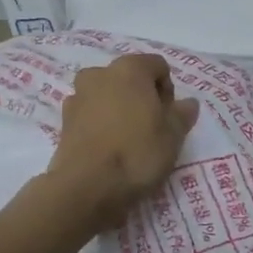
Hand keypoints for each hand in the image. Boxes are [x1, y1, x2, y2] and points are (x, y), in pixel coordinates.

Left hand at [46, 53, 197, 231]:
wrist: (87, 187)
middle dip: (141, 97)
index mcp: (129, 69)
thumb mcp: (173, 137)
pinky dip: (100, 123)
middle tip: (151, 128)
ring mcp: (77, 96)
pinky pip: (90, 114)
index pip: (157, 65)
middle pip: (129, 78)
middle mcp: (99, 74)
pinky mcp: (63, 121)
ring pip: (107, 95)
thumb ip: (182, 114)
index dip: (168, 90)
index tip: (168, 117)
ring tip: (127, 139)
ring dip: (118, 109)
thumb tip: (188, 103)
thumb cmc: (137, 154)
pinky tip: (107, 148)